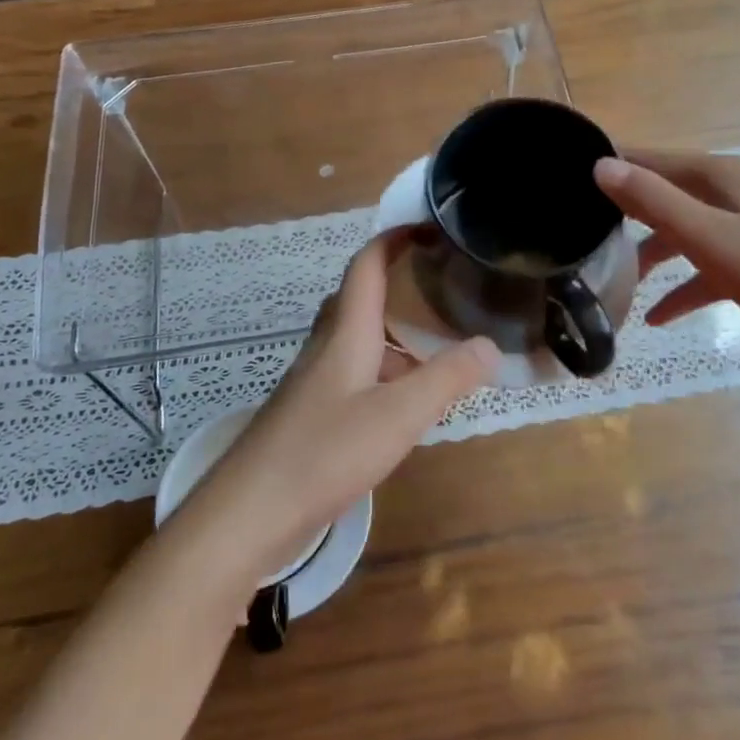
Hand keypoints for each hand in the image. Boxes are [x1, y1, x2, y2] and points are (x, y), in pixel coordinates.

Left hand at [173, 234, 497, 593]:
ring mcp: (314, 383)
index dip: (394, 239)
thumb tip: (490, 346)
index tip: (427, 227)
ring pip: (357, 341)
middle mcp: (326, 348)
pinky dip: (383, 374)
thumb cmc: (325, 452)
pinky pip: (353, 375)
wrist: (249, 513)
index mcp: (346, 333)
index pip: (367, 266)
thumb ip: (448, 378)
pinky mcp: (310, 415)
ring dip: (393, 337)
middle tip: (439, 288)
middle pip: (359, 300)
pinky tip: (403, 406)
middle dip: (396, 285)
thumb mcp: (400, 415)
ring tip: (435, 352)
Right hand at [594, 150, 739, 364]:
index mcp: (717, 175)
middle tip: (580, 231)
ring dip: (649, 254)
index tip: (566, 181)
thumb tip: (600, 165)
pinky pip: (703, 266)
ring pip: (680, 231)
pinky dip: (680, 286)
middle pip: (662, 194)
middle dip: (623, 212)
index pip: (649, 158)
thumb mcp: (708, 236)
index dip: (609, 165)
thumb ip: (654, 201)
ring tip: (613, 279)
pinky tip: (655, 316)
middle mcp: (728, 191)